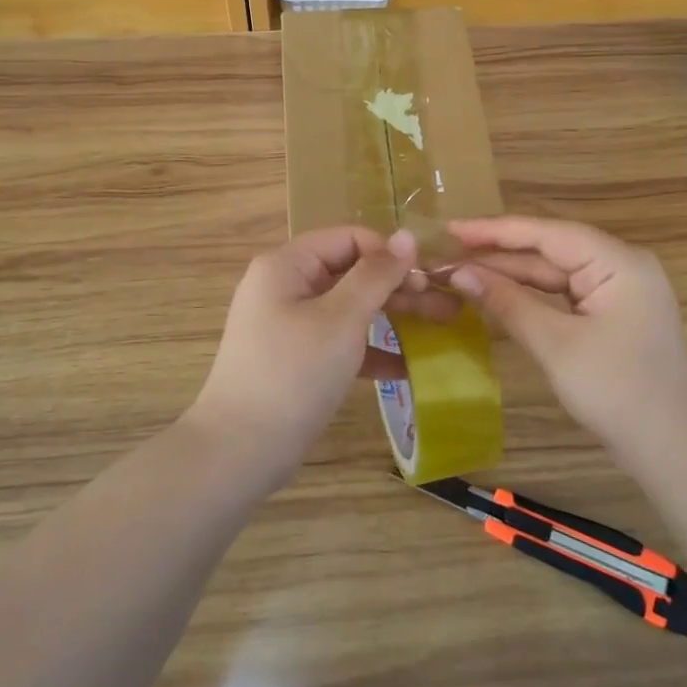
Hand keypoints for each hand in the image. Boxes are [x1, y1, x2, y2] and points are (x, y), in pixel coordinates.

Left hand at [187, 227, 456, 482]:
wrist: (239, 451)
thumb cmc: (294, 373)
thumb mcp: (341, 319)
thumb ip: (376, 275)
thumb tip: (407, 235)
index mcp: (287, 265)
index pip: (349, 239)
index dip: (390, 253)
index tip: (429, 277)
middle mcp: (285, 286)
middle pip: (350, 272)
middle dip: (398, 287)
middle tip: (446, 305)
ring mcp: (288, 324)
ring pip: (349, 308)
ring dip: (392, 316)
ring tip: (440, 328)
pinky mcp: (295, 358)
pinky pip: (338, 340)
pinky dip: (369, 349)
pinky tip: (406, 367)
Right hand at [446, 216, 686, 459]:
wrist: (674, 450)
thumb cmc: (618, 392)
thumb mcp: (556, 345)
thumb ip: (507, 302)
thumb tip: (459, 273)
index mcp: (618, 261)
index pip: (547, 233)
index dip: (495, 230)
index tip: (450, 229)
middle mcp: (621, 264)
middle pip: (550, 249)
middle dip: (499, 254)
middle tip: (447, 255)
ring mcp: (619, 288)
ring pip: (555, 271)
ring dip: (511, 274)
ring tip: (462, 271)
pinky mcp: (613, 311)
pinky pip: (564, 291)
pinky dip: (531, 293)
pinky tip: (498, 293)